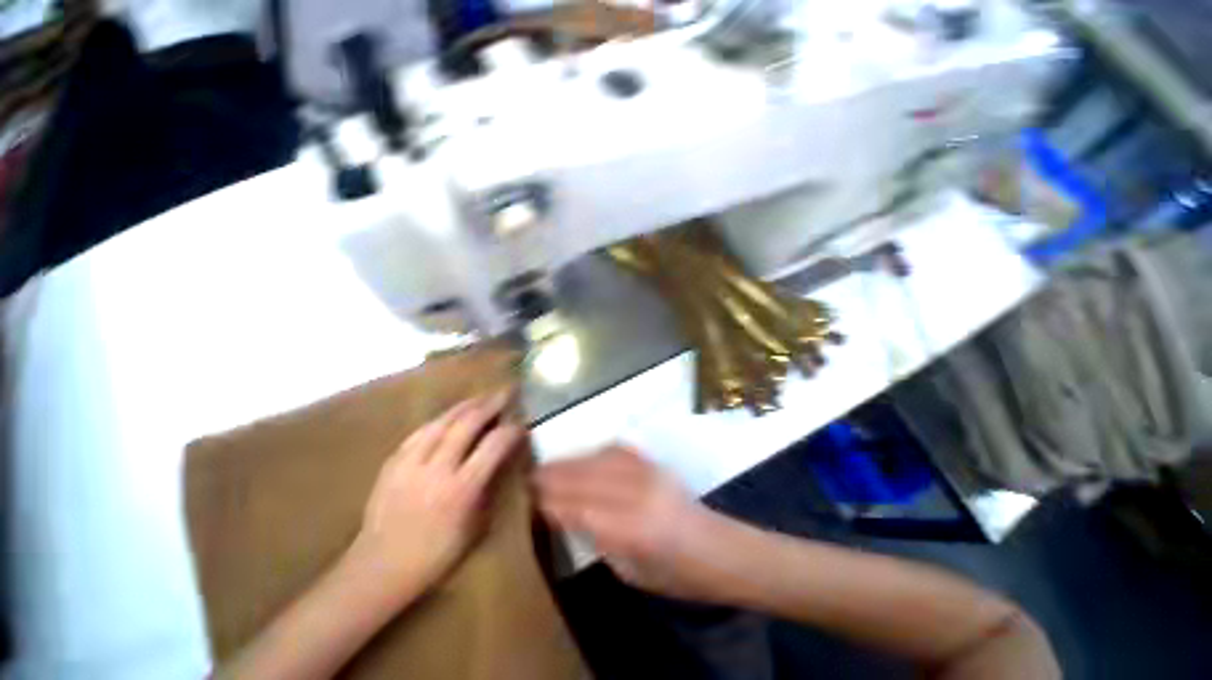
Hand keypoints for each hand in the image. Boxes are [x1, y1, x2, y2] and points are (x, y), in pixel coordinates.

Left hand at [354, 391, 523, 597]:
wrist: (379, 569)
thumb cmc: (436, 556)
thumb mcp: (475, 528)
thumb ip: (489, 488)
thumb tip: (501, 460)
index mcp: (461, 489)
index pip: (494, 445)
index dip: (512, 430)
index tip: (522, 425)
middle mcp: (437, 469)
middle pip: (468, 423)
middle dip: (491, 404)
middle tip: (506, 392)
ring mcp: (410, 463)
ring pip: (442, 421)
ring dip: (466, 405)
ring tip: (482, 397)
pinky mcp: (392, 463)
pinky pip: (420, 431)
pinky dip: (440, 419)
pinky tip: (449, 415)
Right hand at [535, 445, 732, 601]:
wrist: (718, 548)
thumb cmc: (675, 574)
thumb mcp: (630, 571)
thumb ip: (598, 539)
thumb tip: (568, 514)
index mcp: (632, 530)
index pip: (580, 508)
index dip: (553, 502)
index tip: (532, 497)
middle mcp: (638, 494)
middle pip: (586, 479)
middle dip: (554, 476)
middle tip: (530, 475)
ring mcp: (648, 473)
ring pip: (598, 460)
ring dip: (571, 461)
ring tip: (549, 464)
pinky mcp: (654, 463)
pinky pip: (618, 450)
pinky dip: (595, 452)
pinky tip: (583, 455)